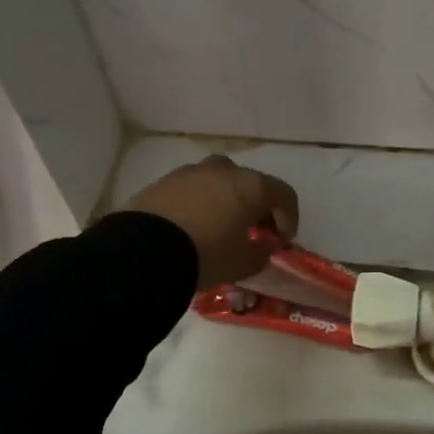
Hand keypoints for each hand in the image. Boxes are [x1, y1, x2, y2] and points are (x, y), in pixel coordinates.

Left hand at [122, 155, 299, 292]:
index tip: (281, 241)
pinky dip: (198, 204)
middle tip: (252, 233)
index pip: (283, 195)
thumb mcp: (242, 263)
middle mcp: (223, 169)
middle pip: (249, 184)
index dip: (289, 218)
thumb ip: (261, 254)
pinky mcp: (163, 182)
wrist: (144, 251)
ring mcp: (190, 172)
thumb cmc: (206, 254)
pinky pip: (191, 190)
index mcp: (250, 185)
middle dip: (255, 207)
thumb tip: (263, 248)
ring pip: (217, 183)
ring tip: (217, 230)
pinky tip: (190, 228)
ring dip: (225, 202)